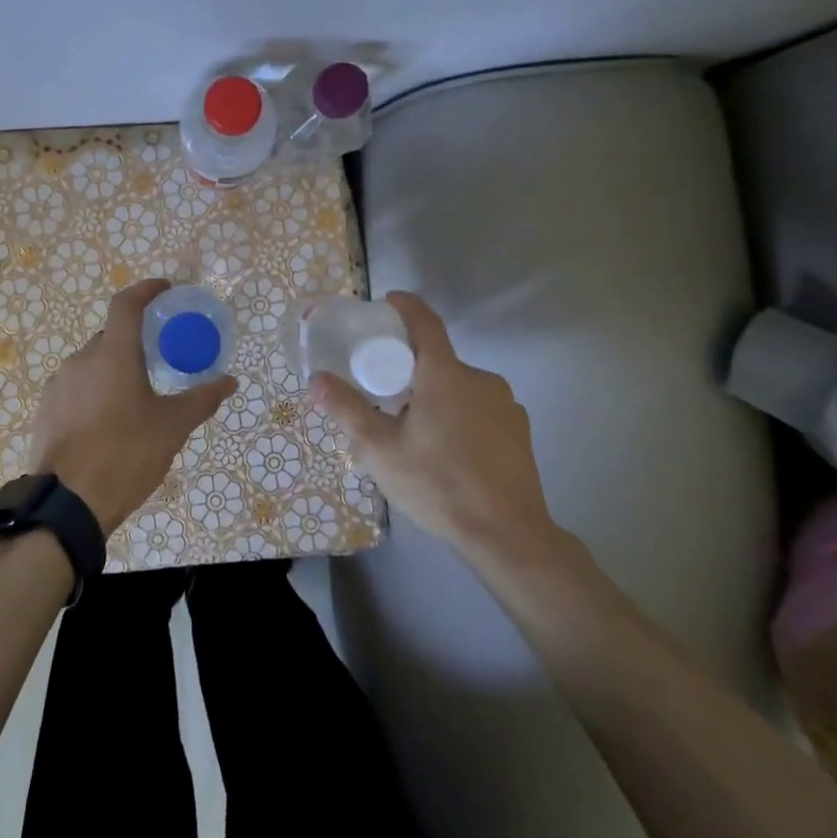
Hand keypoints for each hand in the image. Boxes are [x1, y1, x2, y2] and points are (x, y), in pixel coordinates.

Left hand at [27, 279, 236, 534]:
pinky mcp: (46, 408)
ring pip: (91, 364)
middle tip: (156, 362)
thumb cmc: (126, 456)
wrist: (67, 504)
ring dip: (111, 371)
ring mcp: (59, 384)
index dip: (146, 290)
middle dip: (133, 343)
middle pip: (110, 337)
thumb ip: (202, 399)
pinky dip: (93, 392)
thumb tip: (230, 381)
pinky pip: (75, 388)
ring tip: (131, 401)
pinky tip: (105, 422)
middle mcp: (81, 360)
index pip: (127, 304)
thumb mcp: (172, 428)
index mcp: (113, 355)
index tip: (165, 290)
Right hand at [312, 292, 560, 567]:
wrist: (508, 535)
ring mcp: (506, 405)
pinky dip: (459, 417)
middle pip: (438, 361)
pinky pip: (480, 410)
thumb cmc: (438, 484)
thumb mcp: (380, 449)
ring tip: (416, 434)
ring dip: (436, 398)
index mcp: (445, 374)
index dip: (406, 306)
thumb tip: (317, 379)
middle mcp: (480, 379)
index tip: (388, 302)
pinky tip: (449, 453)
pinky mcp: (519, 431)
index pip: (424, 322)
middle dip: (411, 371)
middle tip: (386, 399)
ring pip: (459, 388)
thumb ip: (347, 409)